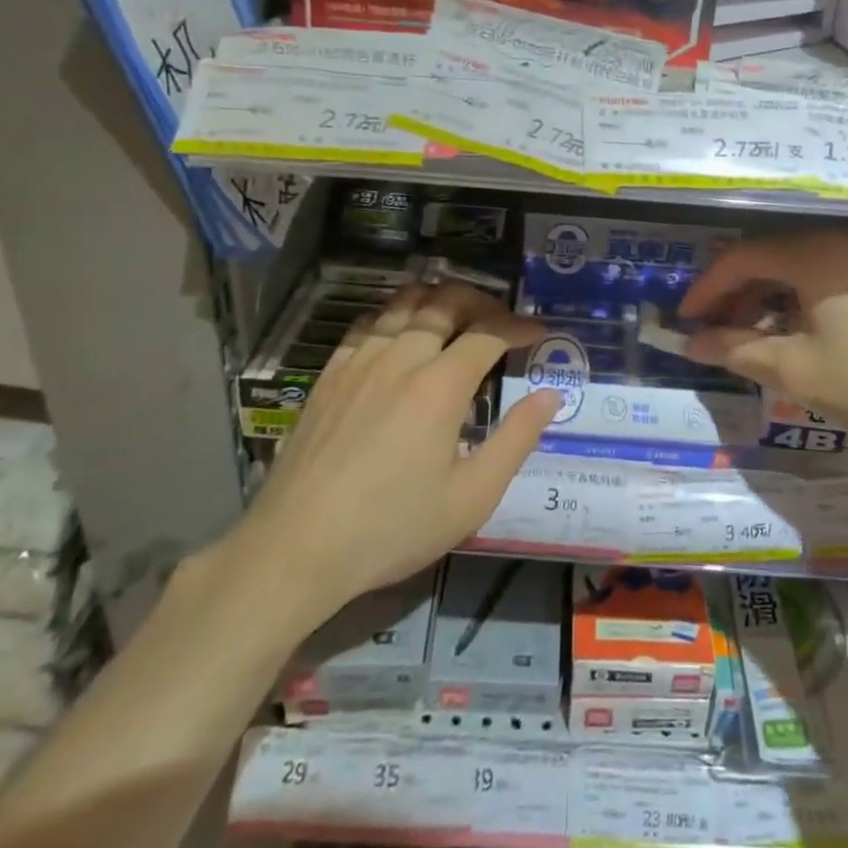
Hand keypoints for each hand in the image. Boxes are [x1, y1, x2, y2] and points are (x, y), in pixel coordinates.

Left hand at [226, 282, 561, 613]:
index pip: (489, 333)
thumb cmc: (393, 527)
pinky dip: (395, 316)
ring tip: (456, 317)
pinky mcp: (329, 374)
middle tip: (500, 320)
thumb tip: (551, 395)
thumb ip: (517, 439)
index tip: (539, 332)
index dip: (518, 326)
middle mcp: (401, 357)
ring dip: (437, 300)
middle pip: (445, 302)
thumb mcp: (471, 496)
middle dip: (482, 302)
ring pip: (403, 303)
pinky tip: (400, 337)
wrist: (297, 547)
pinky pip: (368, 324)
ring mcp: (359, 361)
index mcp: (440, 385)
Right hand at [681, 230, 847, 464]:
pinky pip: (828, 284)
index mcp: (814, 254)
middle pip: (771, 260)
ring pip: (800, 273)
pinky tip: (798, 340)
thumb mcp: (797, 370)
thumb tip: (692, 344)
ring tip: (752, 342)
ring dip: (768, 303)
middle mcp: (841, 246)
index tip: (684, 322)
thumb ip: (738, 351)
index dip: (706, 289)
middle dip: (736, 297)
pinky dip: (800, 307)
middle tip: (715, 335)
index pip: (742, 258)